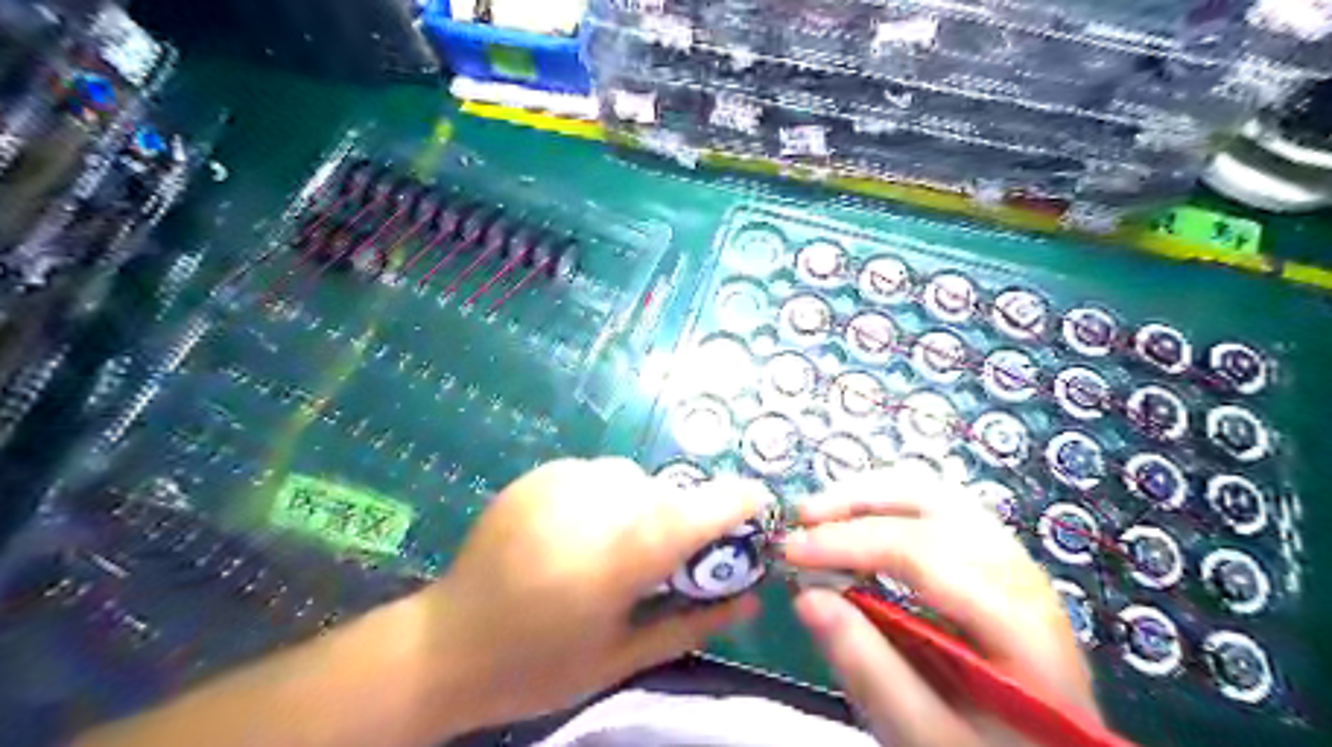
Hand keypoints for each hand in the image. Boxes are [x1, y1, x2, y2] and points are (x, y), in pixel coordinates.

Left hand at [415, 458, 769, 730]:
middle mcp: (588, 508)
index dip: (735, 502)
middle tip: (670, 557)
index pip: (690, 514)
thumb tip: (750, 598)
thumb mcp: (623, 658)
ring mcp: (558, 484)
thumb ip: (692, 623)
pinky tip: (583, 531)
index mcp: (612, 561)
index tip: (760, 504)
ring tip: (618, 546)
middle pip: (665, 494)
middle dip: (683, 519)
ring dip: (644, 506)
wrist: (446, 645)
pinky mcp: (538, 475)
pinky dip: (608, 496)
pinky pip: (598, 474)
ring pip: (633, 478)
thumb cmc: (538, 665)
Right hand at [782, 462, 1090, 746]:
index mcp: (1018, 624)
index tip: (790, 551)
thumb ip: (870, 670)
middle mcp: (1021, 575)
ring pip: (937, 495)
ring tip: (822, 514)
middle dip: (856, 503)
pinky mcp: (996, 559)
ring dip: (872, 496)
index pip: (921, 553)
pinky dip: (890, 505)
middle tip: (802, 519)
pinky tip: (859, 524)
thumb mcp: (925, 735)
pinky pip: (940, 508)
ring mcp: (1012, 561)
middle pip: (933, 504)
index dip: (848, 542)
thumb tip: (806, 597)